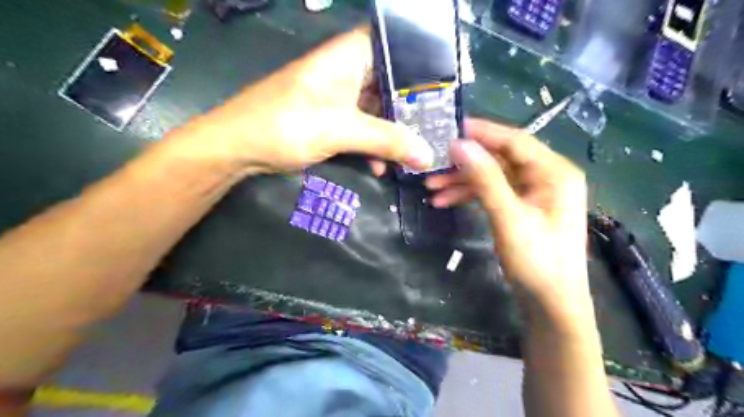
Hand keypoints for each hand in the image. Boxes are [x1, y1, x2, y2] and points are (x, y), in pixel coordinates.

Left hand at [177, 26, 433, 173]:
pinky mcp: (331, 118)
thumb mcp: (341, 130)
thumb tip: (428, 155)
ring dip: (394, 133)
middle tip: (437, 128)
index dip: (422, 63)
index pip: (396, 45)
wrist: (238, 147)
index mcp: (350, 55)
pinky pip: (362, 126)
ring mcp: (339, 95)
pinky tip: (382, 166)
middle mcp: (347, 69)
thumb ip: (387, 141)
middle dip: (412, 108)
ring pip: (378, 108)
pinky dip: (373, 145)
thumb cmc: (286, 124)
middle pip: (391, 82)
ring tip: (415, 154)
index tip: (445, 88)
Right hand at [427, 119, 589, 310]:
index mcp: (554, 172)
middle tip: (433, 164)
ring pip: (492, 176)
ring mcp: (533, 192)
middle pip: (499, 159)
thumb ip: (485, 179)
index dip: (482, 132)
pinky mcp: (522, 207)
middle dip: (465, 164)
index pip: (515, 141)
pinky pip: (493, 192)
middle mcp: (546, 176)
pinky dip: (470, 195)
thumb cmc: (537, 260)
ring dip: (462, 181)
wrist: (551, 303)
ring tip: (431, 188)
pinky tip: (444, 201)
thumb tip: (459, 145)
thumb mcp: (508, 217)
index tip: (451, 128)